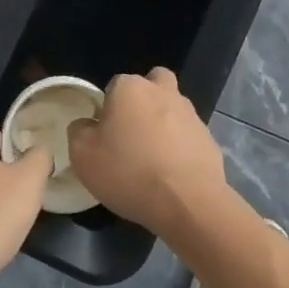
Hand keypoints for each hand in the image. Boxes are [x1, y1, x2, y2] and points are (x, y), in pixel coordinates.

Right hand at [67, 67, 228, 237]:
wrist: (187, 202)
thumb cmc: (128, 171)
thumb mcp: (82, 155)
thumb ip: (79, 132)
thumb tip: (87, 125)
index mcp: (130, 88)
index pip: (114, 85)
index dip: (107, 108)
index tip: (104, 134)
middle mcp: (163, 91)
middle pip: (152, 85)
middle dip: (143, 102)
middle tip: (132, 133)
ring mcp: (191, 114)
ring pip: (172, 109)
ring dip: (163, 125)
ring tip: (152, 161)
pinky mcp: (209, 140)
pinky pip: (188, 138)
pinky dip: (180, 149)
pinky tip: (171, 175)